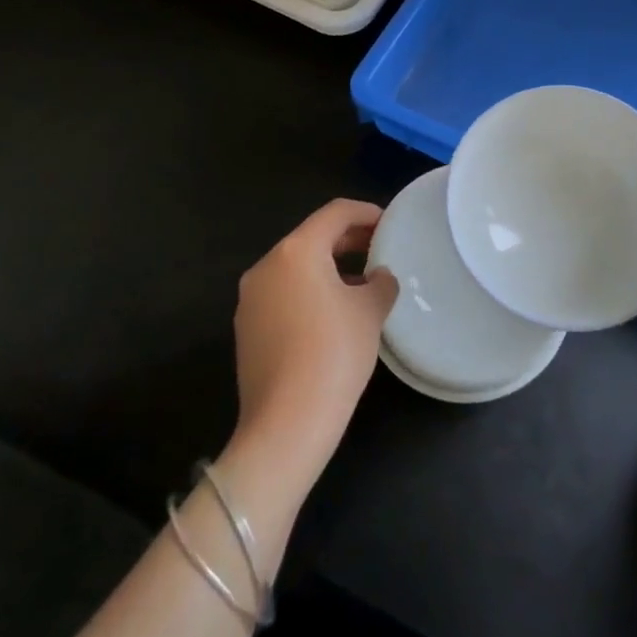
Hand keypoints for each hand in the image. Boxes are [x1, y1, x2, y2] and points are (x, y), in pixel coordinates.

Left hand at [233, 199, 397, 484]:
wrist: (286, 424)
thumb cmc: (334, 353)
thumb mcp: (370, 311)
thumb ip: (380, 283)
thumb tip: (378, 277)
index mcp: (297, 251)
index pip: (335, 213)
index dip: (366, 212)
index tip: (390, 223)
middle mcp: (267, 265)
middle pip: (312, 237)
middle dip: (348, 239)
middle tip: (380, 249)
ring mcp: (251, 298)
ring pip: (296, 266)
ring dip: (329, 266)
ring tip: (362, 283)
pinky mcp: (246, 327)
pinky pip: (283, 292)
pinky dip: (310, 290)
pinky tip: (334, 313)